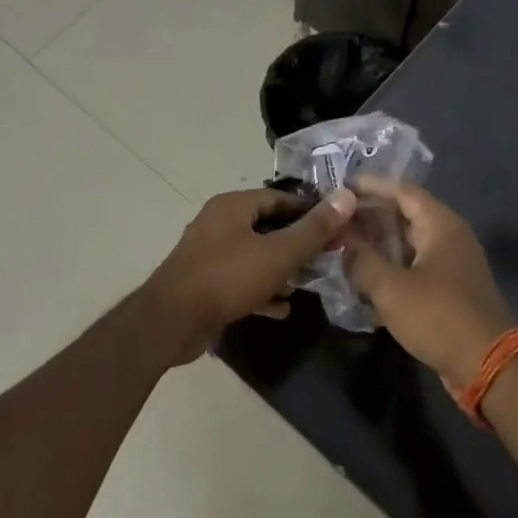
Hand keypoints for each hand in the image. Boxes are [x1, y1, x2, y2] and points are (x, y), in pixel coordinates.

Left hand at [141, 187, 358, 361]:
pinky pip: (241, 281)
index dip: (310, 211)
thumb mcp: (278, 253)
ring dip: (282, 269)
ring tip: (309, 284)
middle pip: (268, 226)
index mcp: (233, 206)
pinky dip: (262, 290)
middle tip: (328, 258)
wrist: (171, 322)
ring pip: (256, 255)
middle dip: (298, 243)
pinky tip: (282, 309)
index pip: (280, 198)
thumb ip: (313, 229)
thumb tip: (347, 196)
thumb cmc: (227, 278)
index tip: (337, 228)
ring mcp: (210, 254)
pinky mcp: (205, 283)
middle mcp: (219, 223)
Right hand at [344, 179, 515, 389]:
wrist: (487, 365)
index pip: (402, 190)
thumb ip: (361, 261)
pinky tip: (364, 279)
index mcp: (440, 224)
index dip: (370, 186)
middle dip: (369, 216)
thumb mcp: (391, 288)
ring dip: (378, 244)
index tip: (340, 187)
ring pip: (408, 243)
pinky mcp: (449, 289)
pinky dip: (391, 267)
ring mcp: (451, 263)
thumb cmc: (439, 316)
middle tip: (335, 219)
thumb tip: (345, 246)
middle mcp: (449, 236)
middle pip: (405, 214)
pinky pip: (414, 266)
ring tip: (342, 246)